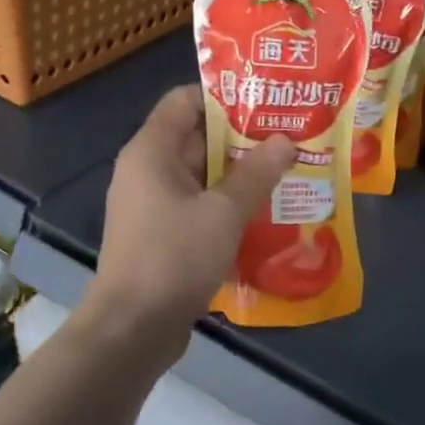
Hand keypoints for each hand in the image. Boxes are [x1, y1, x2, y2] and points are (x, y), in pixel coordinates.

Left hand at [79, 85, 292, 357]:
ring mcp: (152, 207)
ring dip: (239, 177)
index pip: (184, 100)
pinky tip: (263, 215)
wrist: (133, 327)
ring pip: (200, 178)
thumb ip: (256, 174)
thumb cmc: (175, 257)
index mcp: (151, 151)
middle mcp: (146, 172)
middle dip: (242, 139)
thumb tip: (285, 141)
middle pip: (196, 139)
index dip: (225, 97)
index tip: (268, 105)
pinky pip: (197, 208)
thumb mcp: (224, 212)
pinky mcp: (160, 237)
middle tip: (290, 141)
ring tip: (287, 175)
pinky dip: (226, 207)